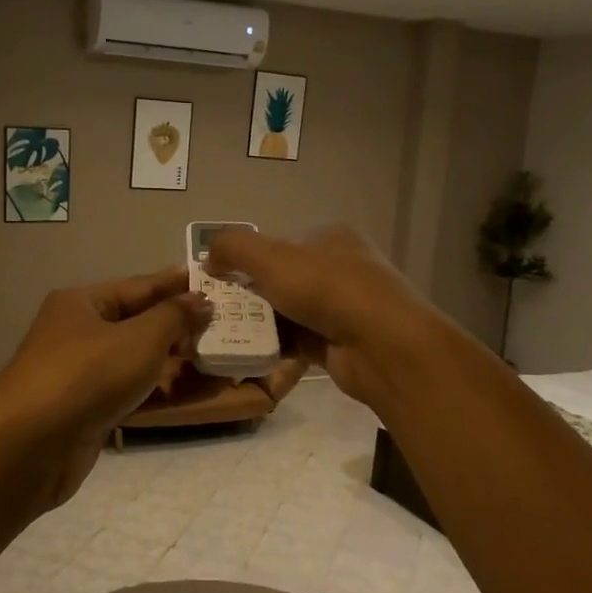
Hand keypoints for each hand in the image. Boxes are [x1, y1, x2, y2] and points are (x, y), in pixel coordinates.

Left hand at [0, 267, 210, 509]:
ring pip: (138, 361)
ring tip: (222, 359)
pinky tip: (198, 392)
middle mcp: (79, 333)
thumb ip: (174, 317)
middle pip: (138, 324)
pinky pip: (133, 393)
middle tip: (228, 326)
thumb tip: (200, 299)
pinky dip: (163, 391)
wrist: (31, 445)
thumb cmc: (87, 374)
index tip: (216, 284)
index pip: (139, 287)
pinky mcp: (89, 411)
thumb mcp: (139, 338)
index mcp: (82, 303)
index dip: (177, 285)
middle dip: (181, 327)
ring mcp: (83, 375)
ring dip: (177, 362)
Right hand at [205, 225, 443, 409]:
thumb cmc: (328, 289)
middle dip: (252, 295)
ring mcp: (344, 308)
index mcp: (331, 238)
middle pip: (284, 279)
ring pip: (290, 312)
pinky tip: (252, 353)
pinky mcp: (341, 342)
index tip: (221, 279)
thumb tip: (208, 256)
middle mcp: (341, 269)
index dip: (249, 259)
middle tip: (221, 310)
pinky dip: (278, 346)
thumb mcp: (272, 257)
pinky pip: (299, 341)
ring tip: (229, 334)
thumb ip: (234, 247)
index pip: (281, 244)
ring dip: (263, 323)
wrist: (382, 346)